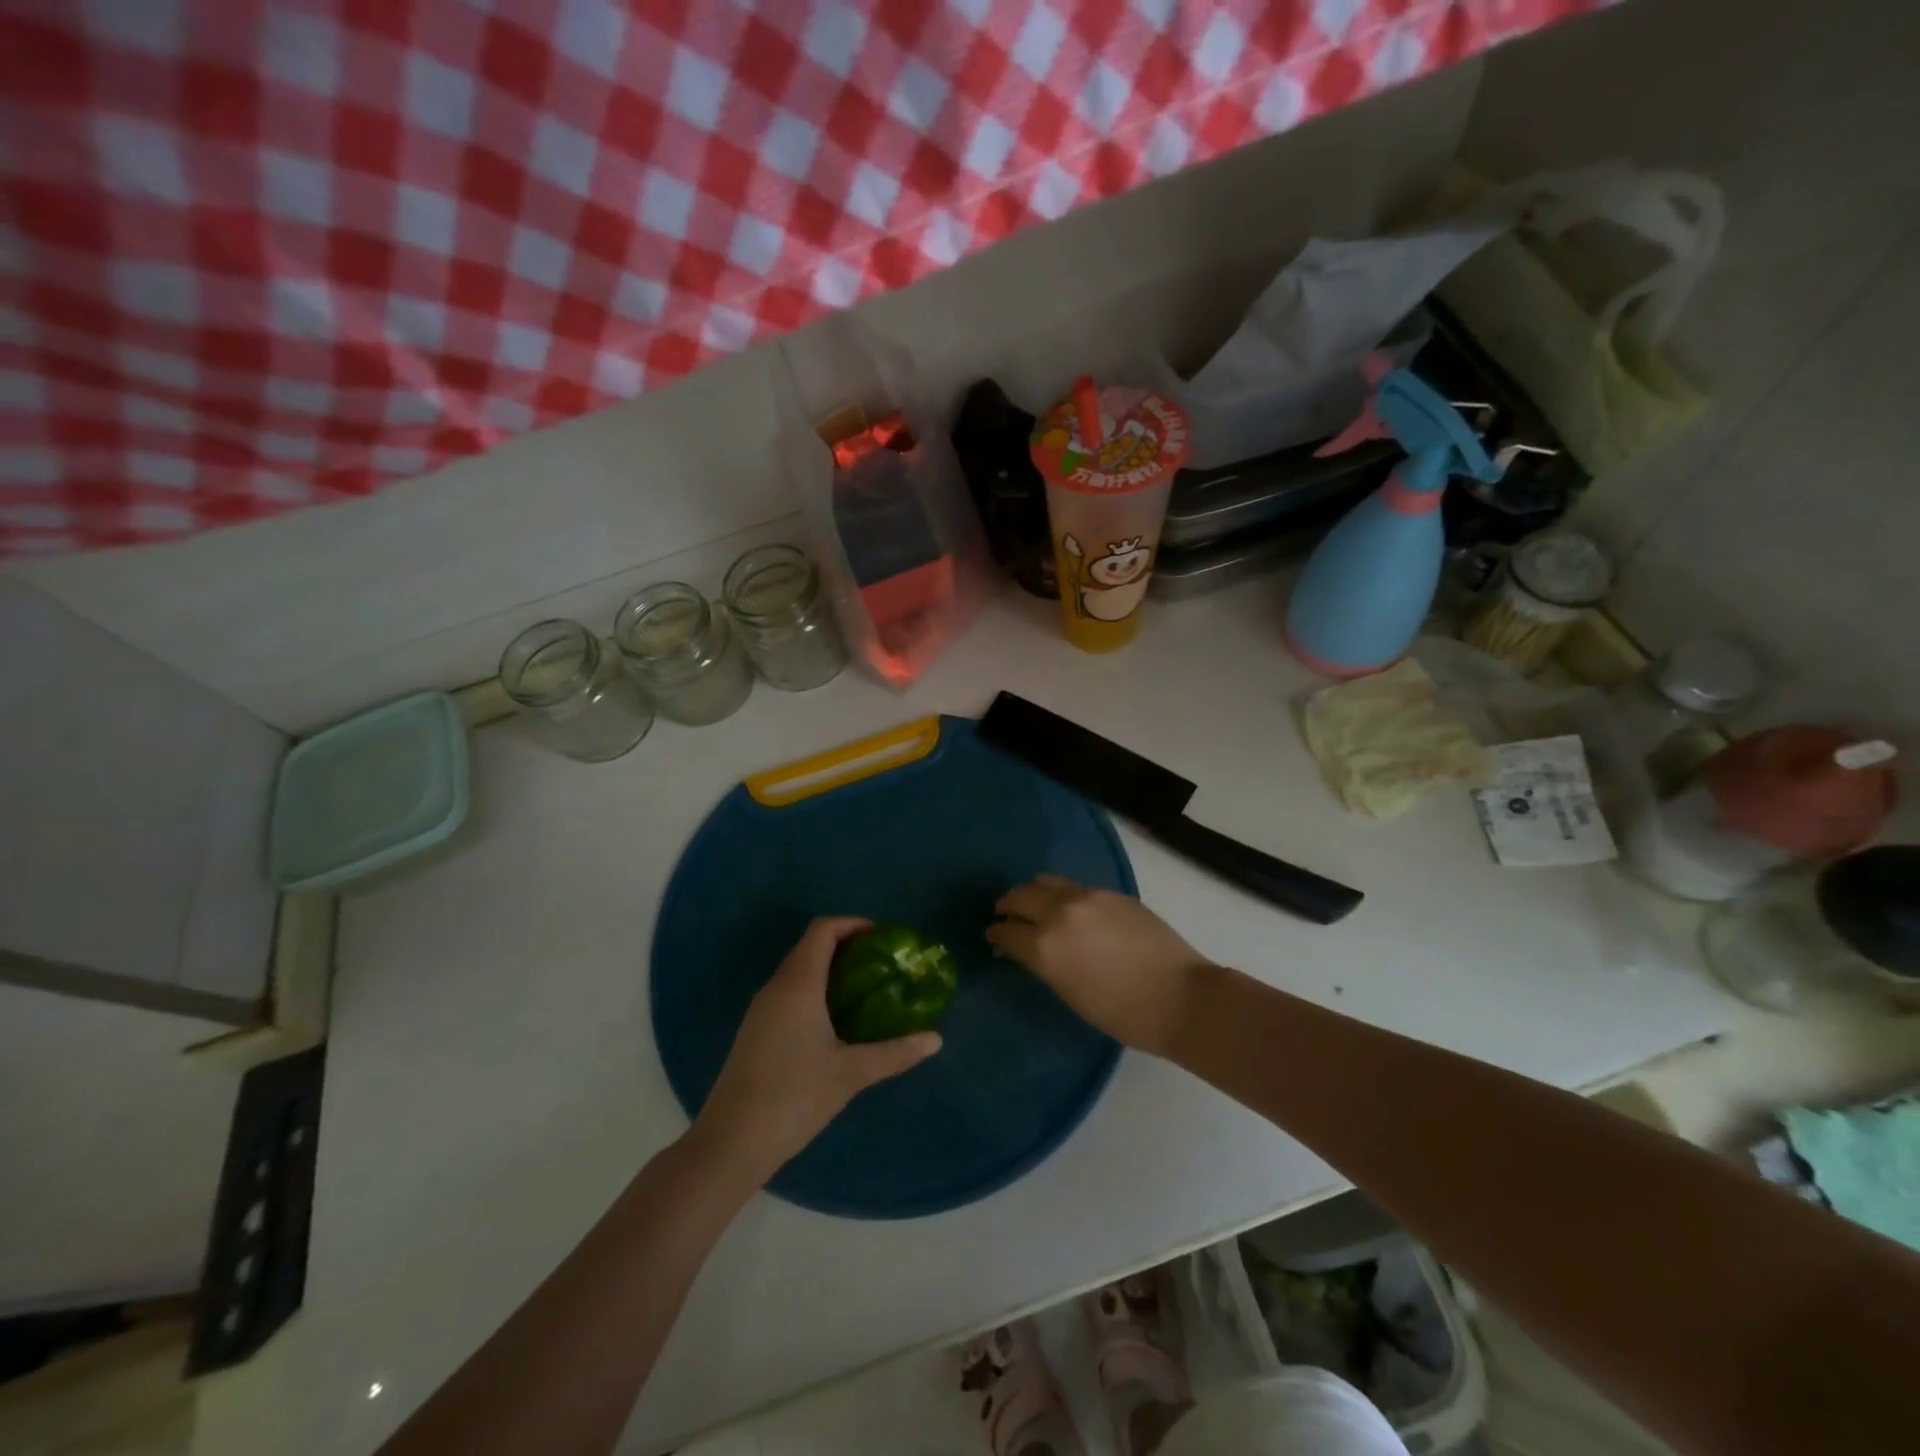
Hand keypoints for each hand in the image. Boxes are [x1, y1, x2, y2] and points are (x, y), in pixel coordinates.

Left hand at [691, 917, 941, 1183]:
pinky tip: (836, 1021)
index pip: (822, 930)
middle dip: (847, 946)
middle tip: (882, 964)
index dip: (853, 924)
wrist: (730, 1143)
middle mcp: (776, 987)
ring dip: (830, 969)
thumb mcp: (850, 1074)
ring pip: (798, 970)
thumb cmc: (793, 1097)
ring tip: (866, 989)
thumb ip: (895, 1053)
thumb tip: (936, 1040)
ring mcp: (761, 1010)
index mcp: (798, 985)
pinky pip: (788, 992)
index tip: (883, 938)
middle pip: (810, 946)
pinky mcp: (755, 1030)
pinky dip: (815, 989)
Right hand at [988, 876, 1212, 1054]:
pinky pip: (1075, 887)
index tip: (992, 936)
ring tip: (1034, 906)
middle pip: (1020, 896)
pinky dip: (1062, 895)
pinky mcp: (1112, 893)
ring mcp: (1088, 897)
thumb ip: (1043, 963)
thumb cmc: (1122, 1013)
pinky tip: (1070, 910)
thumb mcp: (1070, 993)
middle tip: (1005, 916)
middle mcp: (1060, 912)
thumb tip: (1026, 948)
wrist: (1180, 997)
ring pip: (1046, 881)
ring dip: (1033, 893)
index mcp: (1045, 945)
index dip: (996, 934)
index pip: (1007, 931)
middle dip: (1008, 906)